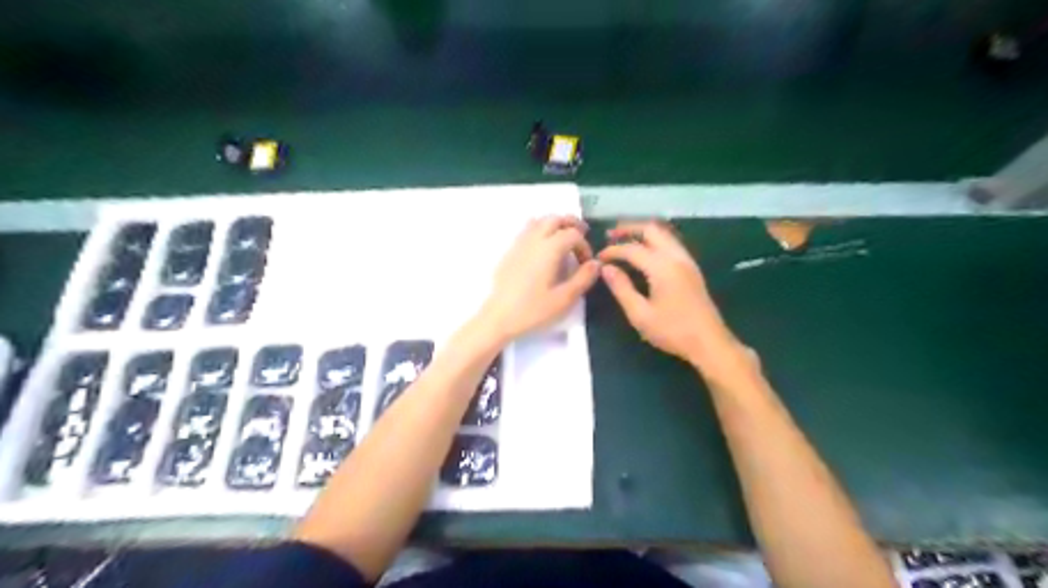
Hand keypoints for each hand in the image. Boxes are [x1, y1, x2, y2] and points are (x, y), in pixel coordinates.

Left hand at [475, 217, 597, 342]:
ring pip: (539, 221)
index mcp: (550, 248)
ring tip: (563, 239)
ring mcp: (519, 243)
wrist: (499, 317)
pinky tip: (543, 247)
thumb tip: (596, 263)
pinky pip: (526, 230)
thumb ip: (583, 278)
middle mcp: (534, 239)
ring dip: (554, 225)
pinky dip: (539, 230)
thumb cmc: (533, 310)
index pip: (573, 234)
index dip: (584, 245)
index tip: (586, 262)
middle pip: (555, 219)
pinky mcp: (510, 251)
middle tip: (581, 237)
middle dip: (571, 224)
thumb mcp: (565, 298)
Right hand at [598, 220, 744, 366]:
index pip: (632, 249)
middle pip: (651, 230)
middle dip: (629, 229)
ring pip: (663, 234)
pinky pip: (671, 243)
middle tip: (610, 235)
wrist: (709, 343)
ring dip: (643, 233)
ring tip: (624, 241)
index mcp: (662, 267)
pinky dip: (654, 241)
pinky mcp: (692, 268)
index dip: (612, 251)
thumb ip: (621, 288)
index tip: (597, 258)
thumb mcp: (640, 314)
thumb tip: (606, 269)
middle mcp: (676, 257)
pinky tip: (645, 253)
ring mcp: (687, 261)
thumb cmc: (672, 331)